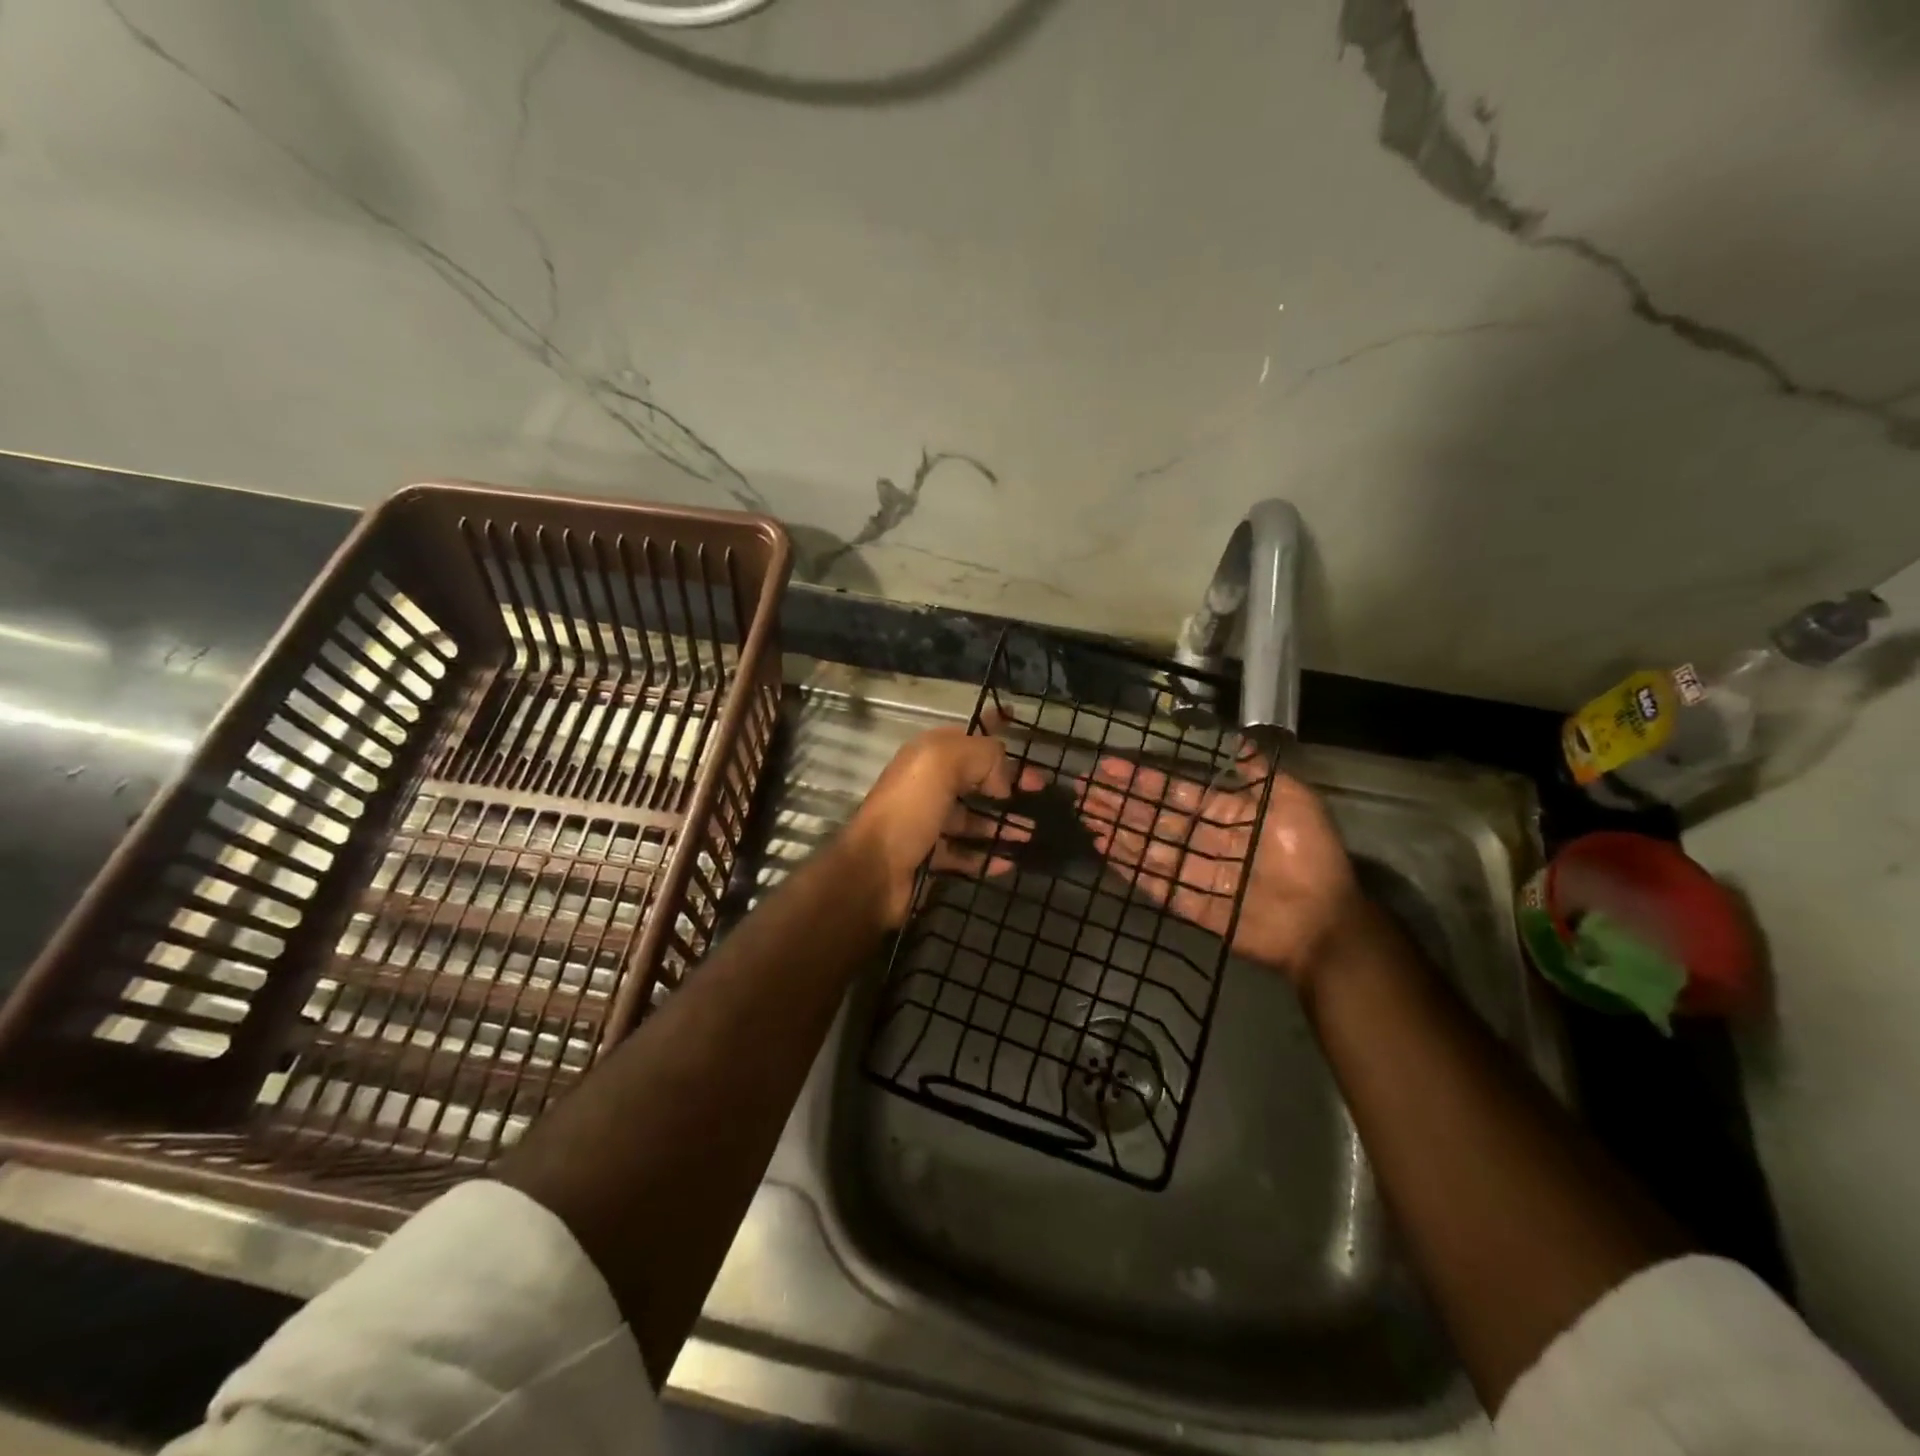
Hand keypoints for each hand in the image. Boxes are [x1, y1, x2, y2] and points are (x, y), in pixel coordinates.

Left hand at [844, 726, 1033, 927]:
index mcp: (926, 757)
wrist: (874, 870)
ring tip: (1033, 832)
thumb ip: (982, 756)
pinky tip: (1009, 862)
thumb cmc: (910, 809)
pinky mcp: (929, 858)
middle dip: (1007, 783)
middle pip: (973, 780)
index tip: (1025, 743)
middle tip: (1041, 792)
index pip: (966, 738)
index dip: (995, 736)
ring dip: (1002, 824)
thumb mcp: (944, 764)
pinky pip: (964, 855)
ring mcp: (926, 824)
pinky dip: (987, 857)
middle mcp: (925, 786)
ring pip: (972, 819)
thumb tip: (1004, 780)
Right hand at [1076, 752, 1366, 990]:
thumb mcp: (1293, 800)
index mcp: (1226, 814)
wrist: (1322, 922)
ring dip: (1117, 831)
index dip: (1141, 779)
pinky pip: (1155, 883)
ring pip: (1148, 847)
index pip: (1174, 792)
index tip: (1109, 766)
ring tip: (1086, 816)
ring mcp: (1195, 874)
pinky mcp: (1190, 905)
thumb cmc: (1309, 856)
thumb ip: (1260, 773)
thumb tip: (1238, 739)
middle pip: (1153, 819)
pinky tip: (1106, 851)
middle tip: (1083, 791)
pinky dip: (1130, 867)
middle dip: (1119, 804)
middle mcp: (1205, 841)